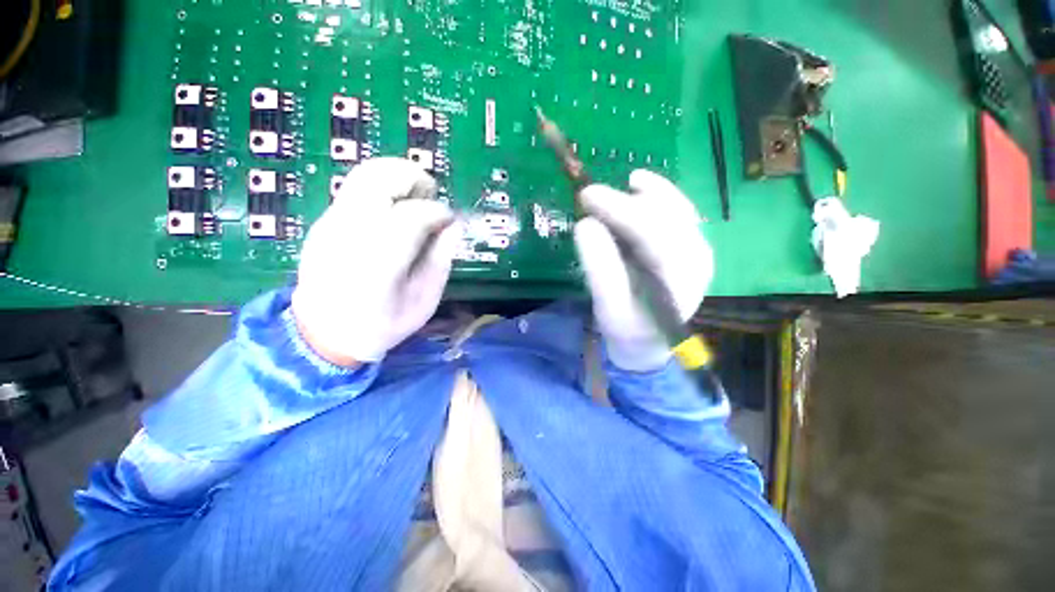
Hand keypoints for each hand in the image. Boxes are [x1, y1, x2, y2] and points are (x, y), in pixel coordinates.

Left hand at [292, 158, 456, 365]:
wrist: (325, 334)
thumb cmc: (383, 324)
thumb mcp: (424, 301)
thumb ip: (441, 260)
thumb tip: (454, 225)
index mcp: (378, 263)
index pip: (411, 216)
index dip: (438, 212)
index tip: (450, 220)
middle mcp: (349, 234)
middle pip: (379, 178)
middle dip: (414, 177)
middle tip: (432, 194)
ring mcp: (331, 224)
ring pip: (364, 176)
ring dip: (397, 177)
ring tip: (416, 198)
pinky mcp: (324, 222)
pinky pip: (357, 190)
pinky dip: (383, 189)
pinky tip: (395, 212)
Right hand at [574, 170, 712, 371]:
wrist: (648, 341)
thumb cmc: (627, 329)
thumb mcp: (608, 307)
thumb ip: (599, 269)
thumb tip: (586, 225)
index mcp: (679, 279)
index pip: (652, 233)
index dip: (620, 210)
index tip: (587, 196)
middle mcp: (696, 258)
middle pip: (667, 215)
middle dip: (627, 200)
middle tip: (590, 194)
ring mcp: (696, 249)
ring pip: (674, 208)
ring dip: (646, 193)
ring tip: (618, 185)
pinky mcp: (688, 245)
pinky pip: (675, 211)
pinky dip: (656, 195)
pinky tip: (639, 185)